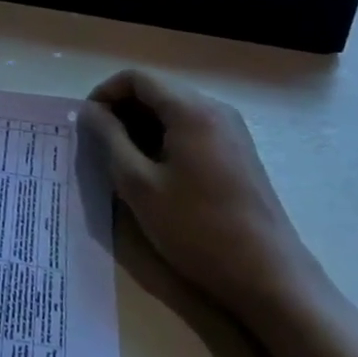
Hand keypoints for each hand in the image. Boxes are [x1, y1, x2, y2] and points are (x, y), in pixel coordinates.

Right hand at [78, 70, 320, 316]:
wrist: (270, 278)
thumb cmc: (197, 229)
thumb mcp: (138, 184)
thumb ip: (109, 139)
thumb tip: (90, 111)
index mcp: (190, 110)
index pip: (136, 78)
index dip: (105, 94)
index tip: (87, 124)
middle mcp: (214, 109)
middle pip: (157, 90)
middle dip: (123, 110)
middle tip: (101, 145)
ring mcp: (232, 130)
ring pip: (174, 110)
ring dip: (142, 126)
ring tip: (124, 161)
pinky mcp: (238, 152)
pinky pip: (192, 128)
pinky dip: (165, 138)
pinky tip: (156, 172)